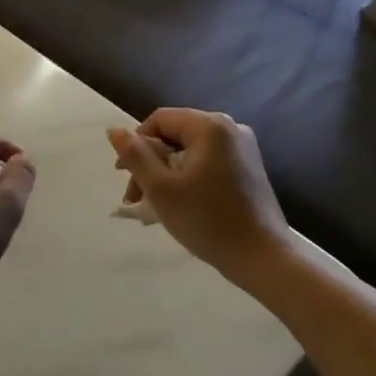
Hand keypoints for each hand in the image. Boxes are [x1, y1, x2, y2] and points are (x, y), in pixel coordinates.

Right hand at [107, 109, 288, 282]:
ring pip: (192, 150)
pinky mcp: (250, 167)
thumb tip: (113, 129)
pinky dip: (189, 176)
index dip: (136, 144)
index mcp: (210, 126)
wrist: (261, 256)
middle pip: (176, 133)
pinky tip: (182, 203)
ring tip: (156, 205)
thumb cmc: (207, 220)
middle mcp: (230, 127)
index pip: (160, 119)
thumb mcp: (162, 188)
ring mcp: (244, 148)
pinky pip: (209, 161)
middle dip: (151, 162)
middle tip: (137, 197)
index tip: (124, 177)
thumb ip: (135, 155)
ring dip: (168, 172)